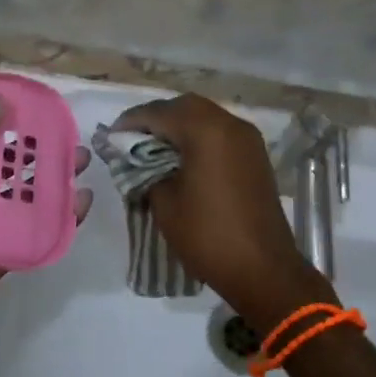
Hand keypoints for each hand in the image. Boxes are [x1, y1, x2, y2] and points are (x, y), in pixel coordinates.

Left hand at [0, 98, 91, 337]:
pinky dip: (68, 212)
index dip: (13, 115)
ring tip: (82, 160)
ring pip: (37, 188)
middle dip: (46, 145)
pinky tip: (84, 200)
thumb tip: (0, 103)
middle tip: (71, 133)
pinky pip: (45, 224)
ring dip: (61, 174)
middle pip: (19, 158)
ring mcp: (0, 216)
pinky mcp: (16, 243)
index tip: (42, 102)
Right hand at [113, 94, 327, 328]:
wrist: (264, 270)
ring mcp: (247, 139)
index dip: (132, 121)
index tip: (111, 136)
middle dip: (157, 117)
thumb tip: (136, 158)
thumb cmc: (208, 235)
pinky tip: (182, 157)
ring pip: (205, 116)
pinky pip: (220, 132)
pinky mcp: (255, 155)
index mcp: (206, 131)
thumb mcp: (165, 202)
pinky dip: (198, 136)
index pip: (160, 113)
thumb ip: (146, 170)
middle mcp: (230, 124)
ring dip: (179, 125)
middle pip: (185, 106)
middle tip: (132, 138)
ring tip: (153, 148)